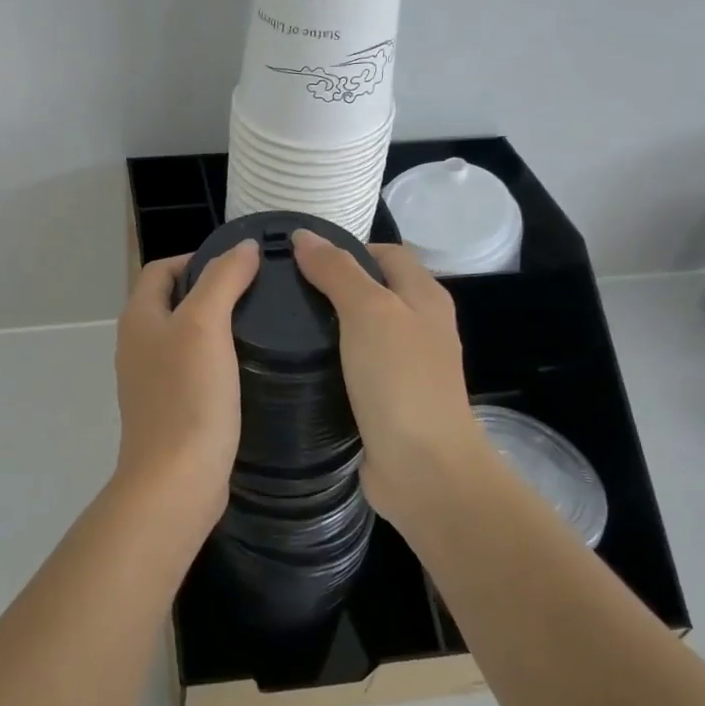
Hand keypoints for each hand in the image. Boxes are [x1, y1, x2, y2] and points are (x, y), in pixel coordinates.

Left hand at [113, 241, 261, 523]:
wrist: (176, 481)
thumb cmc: (188, 396)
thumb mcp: (206, 325)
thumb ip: (223, 279)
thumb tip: (242, 246)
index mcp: (138, 318)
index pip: (161, 269)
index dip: (197, 258)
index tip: (241, 264)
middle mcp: (137, 344)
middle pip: (172, 301)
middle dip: (210, 290)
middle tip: (257, 293)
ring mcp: (150, 380)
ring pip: (184, 336)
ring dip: (215, 326)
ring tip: (259, 325)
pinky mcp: (169, 408)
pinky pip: (192, 370)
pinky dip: (216, 360)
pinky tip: (246, 368)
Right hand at [291, 230, 484, 519]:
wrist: (424, 469)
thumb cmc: (400, 380)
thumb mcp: (368, 312)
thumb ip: (337, 272)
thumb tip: (304, 236)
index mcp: (424, 297)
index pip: (385, 253)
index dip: (346, 248)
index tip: (297, 257)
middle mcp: (419, 326)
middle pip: (372, 290)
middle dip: (330, 286)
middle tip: (280, 290)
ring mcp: (405, 367)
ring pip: (360, 331)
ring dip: (327, 325)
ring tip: (279, 324)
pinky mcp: (386, 400)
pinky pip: (353, 366)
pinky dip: (329, 360)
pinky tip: (297, 364)